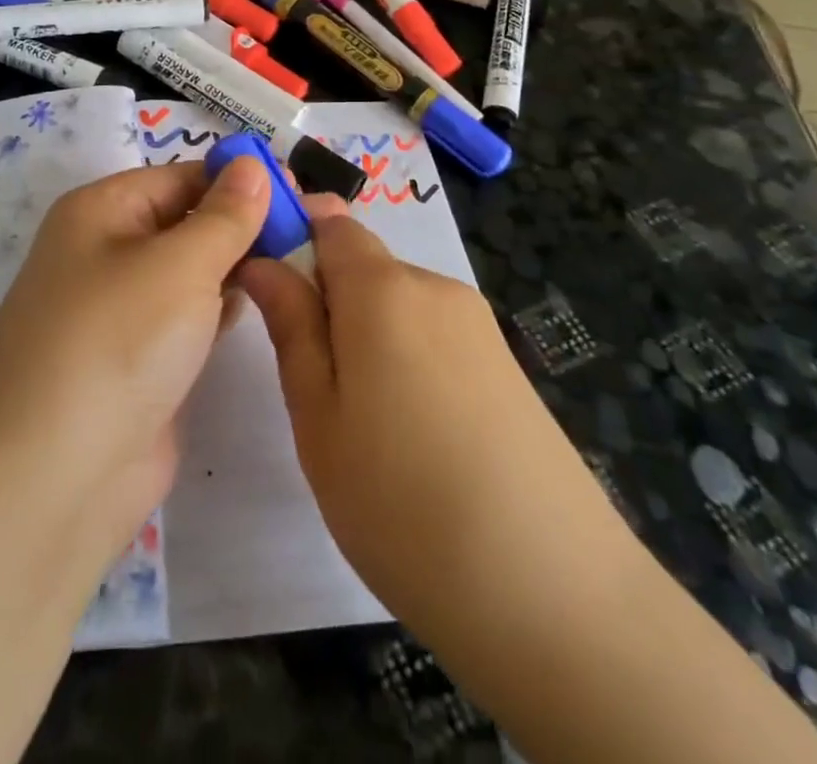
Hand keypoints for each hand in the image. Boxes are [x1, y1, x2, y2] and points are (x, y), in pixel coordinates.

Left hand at [0, 157, 269, 560]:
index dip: (239, 180)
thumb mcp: (180, 265)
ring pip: (189, 270)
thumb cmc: (117, 343)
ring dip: (236, 264)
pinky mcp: (138, 359)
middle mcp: (105, 251)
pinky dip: (220, 306)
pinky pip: (187, 316)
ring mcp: (120, 310)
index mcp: (101, 211)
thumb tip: (252, 165)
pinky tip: (259, 303)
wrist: (53, 479)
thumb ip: (225, 215)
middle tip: (312, 227)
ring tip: (299, 259)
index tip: (301, 191)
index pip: (181, 177)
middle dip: (243, 222)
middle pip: (186, 220)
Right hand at [237, 197, 636, 650]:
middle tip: (312, 384)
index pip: (331, 222)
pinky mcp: (506, 365)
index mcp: (384, 288)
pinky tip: (415, 437)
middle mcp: (436, 287)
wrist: (553, 595)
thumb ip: (292, 326)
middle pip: (365, 265)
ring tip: (364, 424)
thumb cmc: (402, 502)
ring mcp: (479, 326)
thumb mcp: (319, 416)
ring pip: (398, 305)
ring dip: (368, 337)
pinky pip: (435, 336)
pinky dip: (409, 362)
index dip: (295, 237)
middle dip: (329, 302)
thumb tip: (264, 262)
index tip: (271, 289)